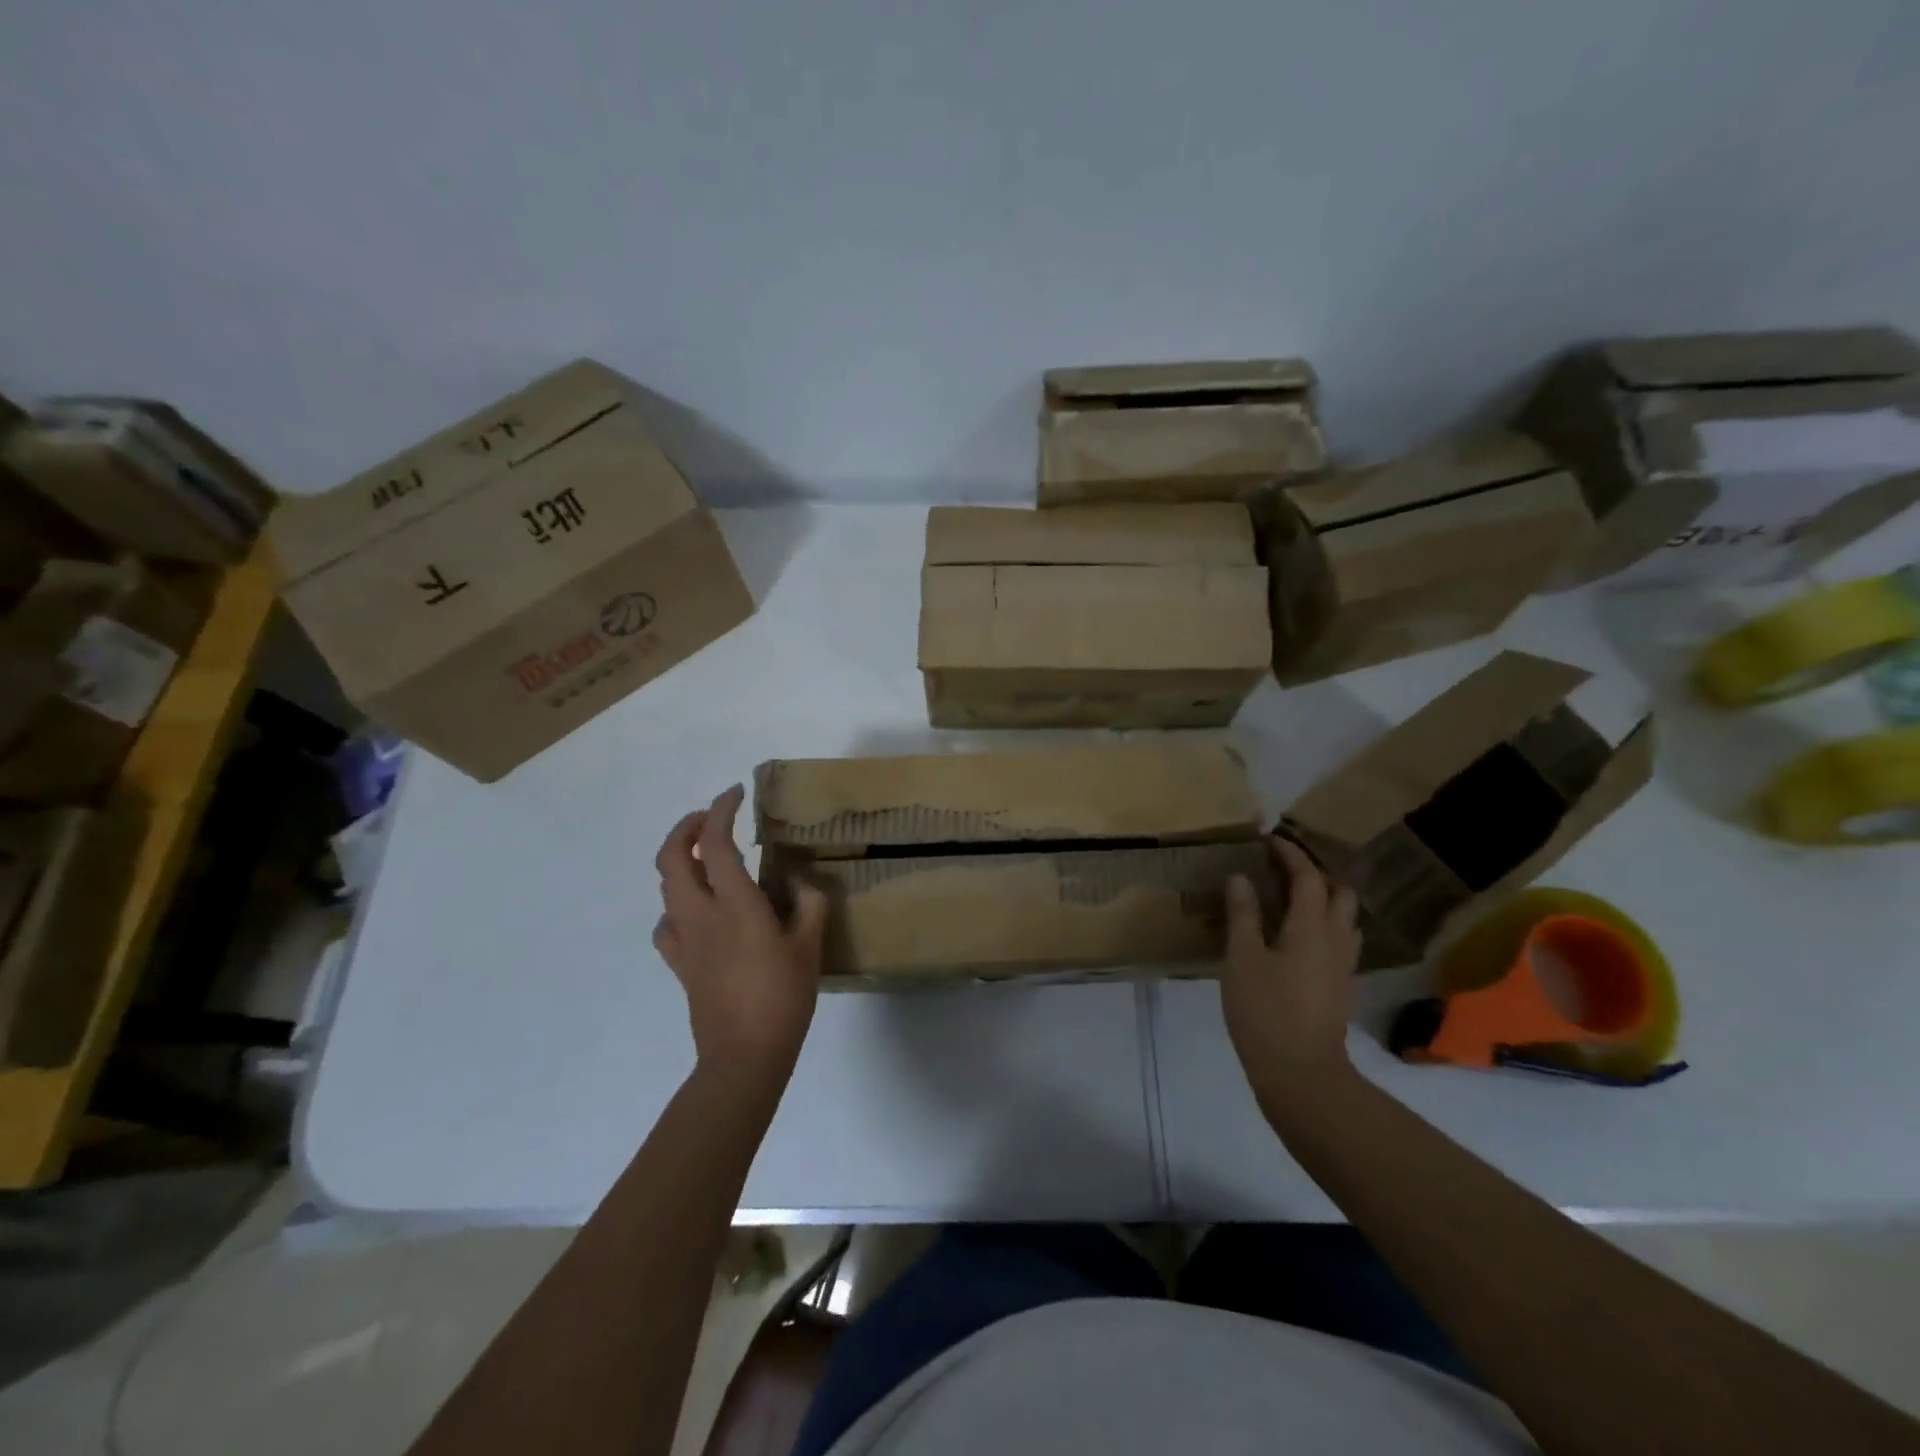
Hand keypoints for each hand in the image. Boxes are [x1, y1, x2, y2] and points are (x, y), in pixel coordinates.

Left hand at [653, 785, 829, 1077]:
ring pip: (665, 886)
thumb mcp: (810, 946)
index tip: (736, 793)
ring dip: (681, 861)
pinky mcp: (679, 964)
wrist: (743, 1056)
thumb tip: (796, 879)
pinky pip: (666, 922)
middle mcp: (700, 914)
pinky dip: (677, 904)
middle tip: (712, 819)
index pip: (716, 842)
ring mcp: (684, 939)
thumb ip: (808, 902)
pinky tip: (698, 911)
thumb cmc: (782, 997)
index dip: (722, 810)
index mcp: (735, 904)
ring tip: (709, 858)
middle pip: (672, 857)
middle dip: (687, 827)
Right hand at [1221, 837, 1360, 1115]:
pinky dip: (1322, 924)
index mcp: (1311, 927)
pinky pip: (1339, 940)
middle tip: (1282, 869)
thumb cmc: (1265, 1011)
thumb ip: (1243, 915)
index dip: (1290, 854)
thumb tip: (1240, 877)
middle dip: (1315, 873)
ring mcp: (1343, 965)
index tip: (1270, 840)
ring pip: (1344, 917)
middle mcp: (1335, 939)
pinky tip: (1297, 936)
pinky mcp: (1341, 986)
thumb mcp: (1242, 959)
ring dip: (1323, 899)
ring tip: (1291, 898)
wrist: (1302, 1074)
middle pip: (1338, 893)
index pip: (1308, 877)